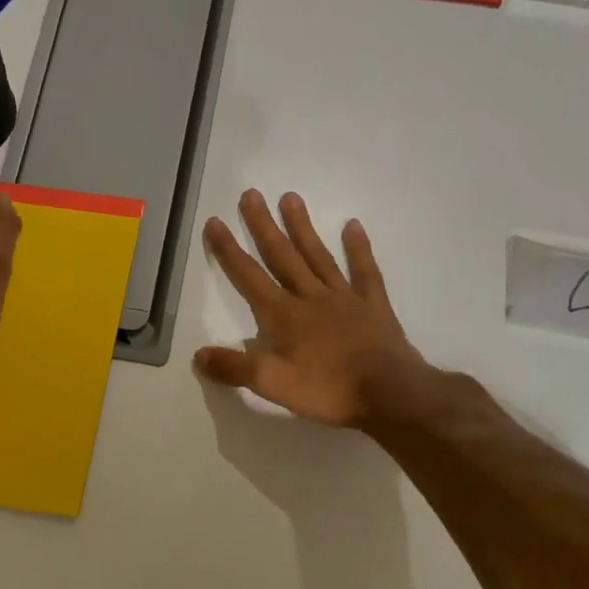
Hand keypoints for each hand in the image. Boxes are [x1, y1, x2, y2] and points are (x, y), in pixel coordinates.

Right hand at [194, 190, 435, 430]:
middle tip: (250, 194)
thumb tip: (198, 354)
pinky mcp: (373, 306)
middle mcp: (311, 297)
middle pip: (282, 256)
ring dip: (302, 227)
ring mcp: (345, 298)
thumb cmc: (328, 390)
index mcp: (284, 315)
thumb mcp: (272, 384)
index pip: (249, 277)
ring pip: (318, 256)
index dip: (229, 250)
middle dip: (263, 226)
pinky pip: (365, 271)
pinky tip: (353, 226)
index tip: (215, 221)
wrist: (390, 394)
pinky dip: (358, 248)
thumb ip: (235, 367)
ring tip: (290, 197)